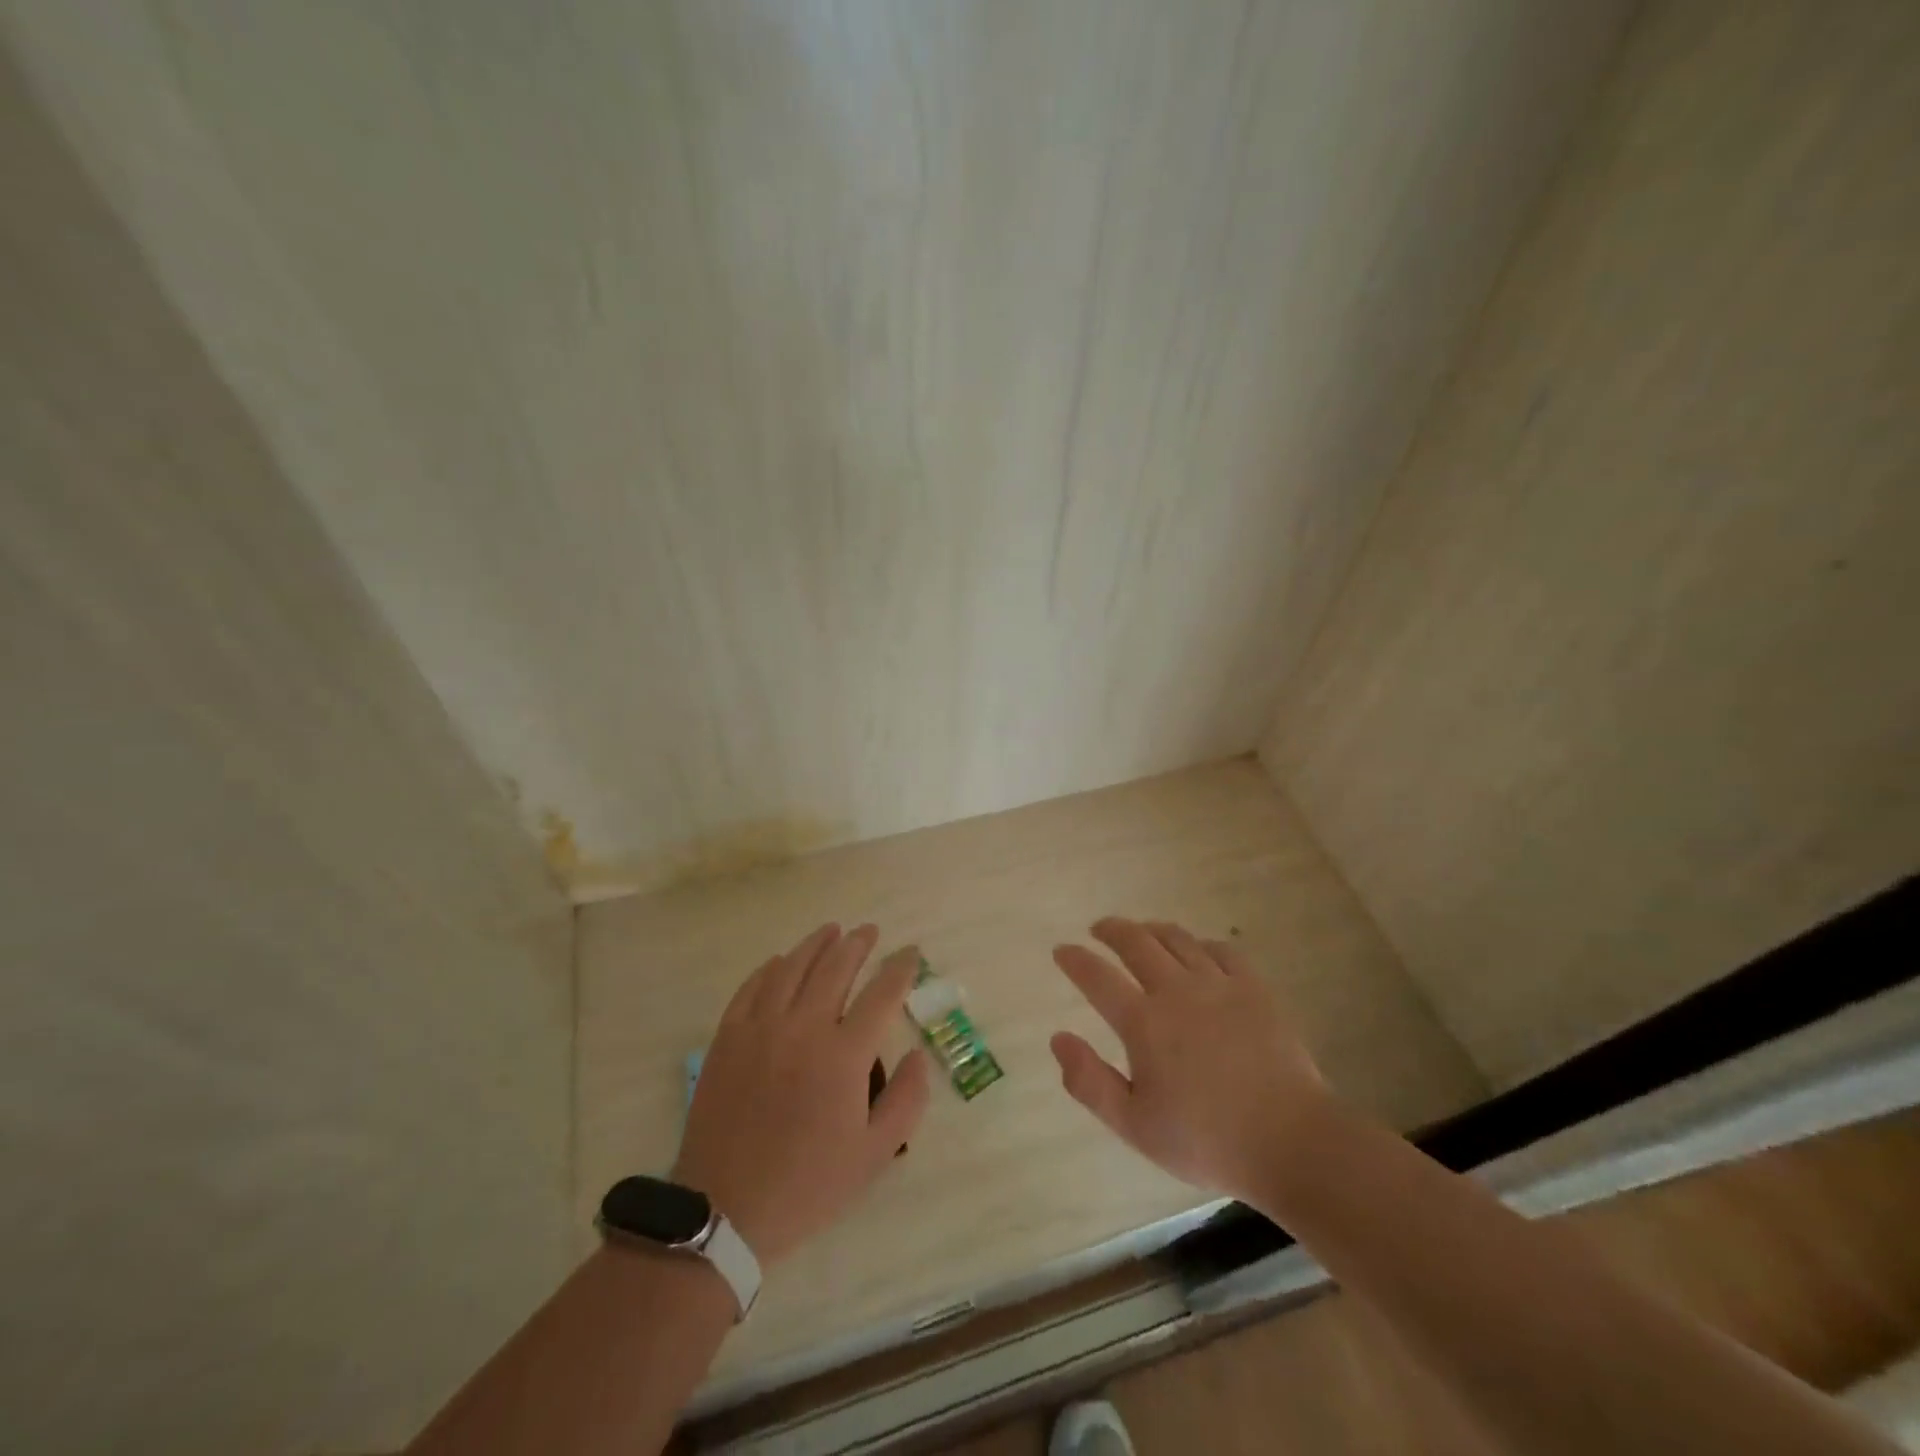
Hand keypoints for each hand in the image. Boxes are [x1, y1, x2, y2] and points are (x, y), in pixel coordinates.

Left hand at [672, 924, 930, 1265]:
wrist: (724, 1210)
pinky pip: (752, 987)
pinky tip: (780, 961)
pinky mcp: (728, 1037)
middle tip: (870, 931)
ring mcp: (761, 1028)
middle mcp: (804, 1027)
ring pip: (792, 967)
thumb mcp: (874, 1155)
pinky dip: (771, 968)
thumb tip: (917, 1055)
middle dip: (858, 944)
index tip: (911, 952)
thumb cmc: (807, 1185)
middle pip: (836, 967)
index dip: (900, 968)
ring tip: (832, 931)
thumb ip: (906, 1100)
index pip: (881, 993)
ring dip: (816, 944)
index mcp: (844, 1055)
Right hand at [1050, 917, 1330, 1202]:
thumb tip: (1057, 1038)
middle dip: (1111, 930)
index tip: (1062, 951)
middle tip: (1099, 929)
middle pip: (1136, 942)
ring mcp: (1219, 984)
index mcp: (1144, 1023)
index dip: (1075, 960)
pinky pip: (1222, 950)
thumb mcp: (1135, 1126)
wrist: (1291, 1142)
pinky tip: (1198, 951)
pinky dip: (1200, 944)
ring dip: (1152, 930)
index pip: (1097, 978)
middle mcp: (1176, 991)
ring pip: (1177, 939)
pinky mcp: (1254, 988)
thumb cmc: (1206, 1140)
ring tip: (1142, 932)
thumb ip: (1090, 1082)